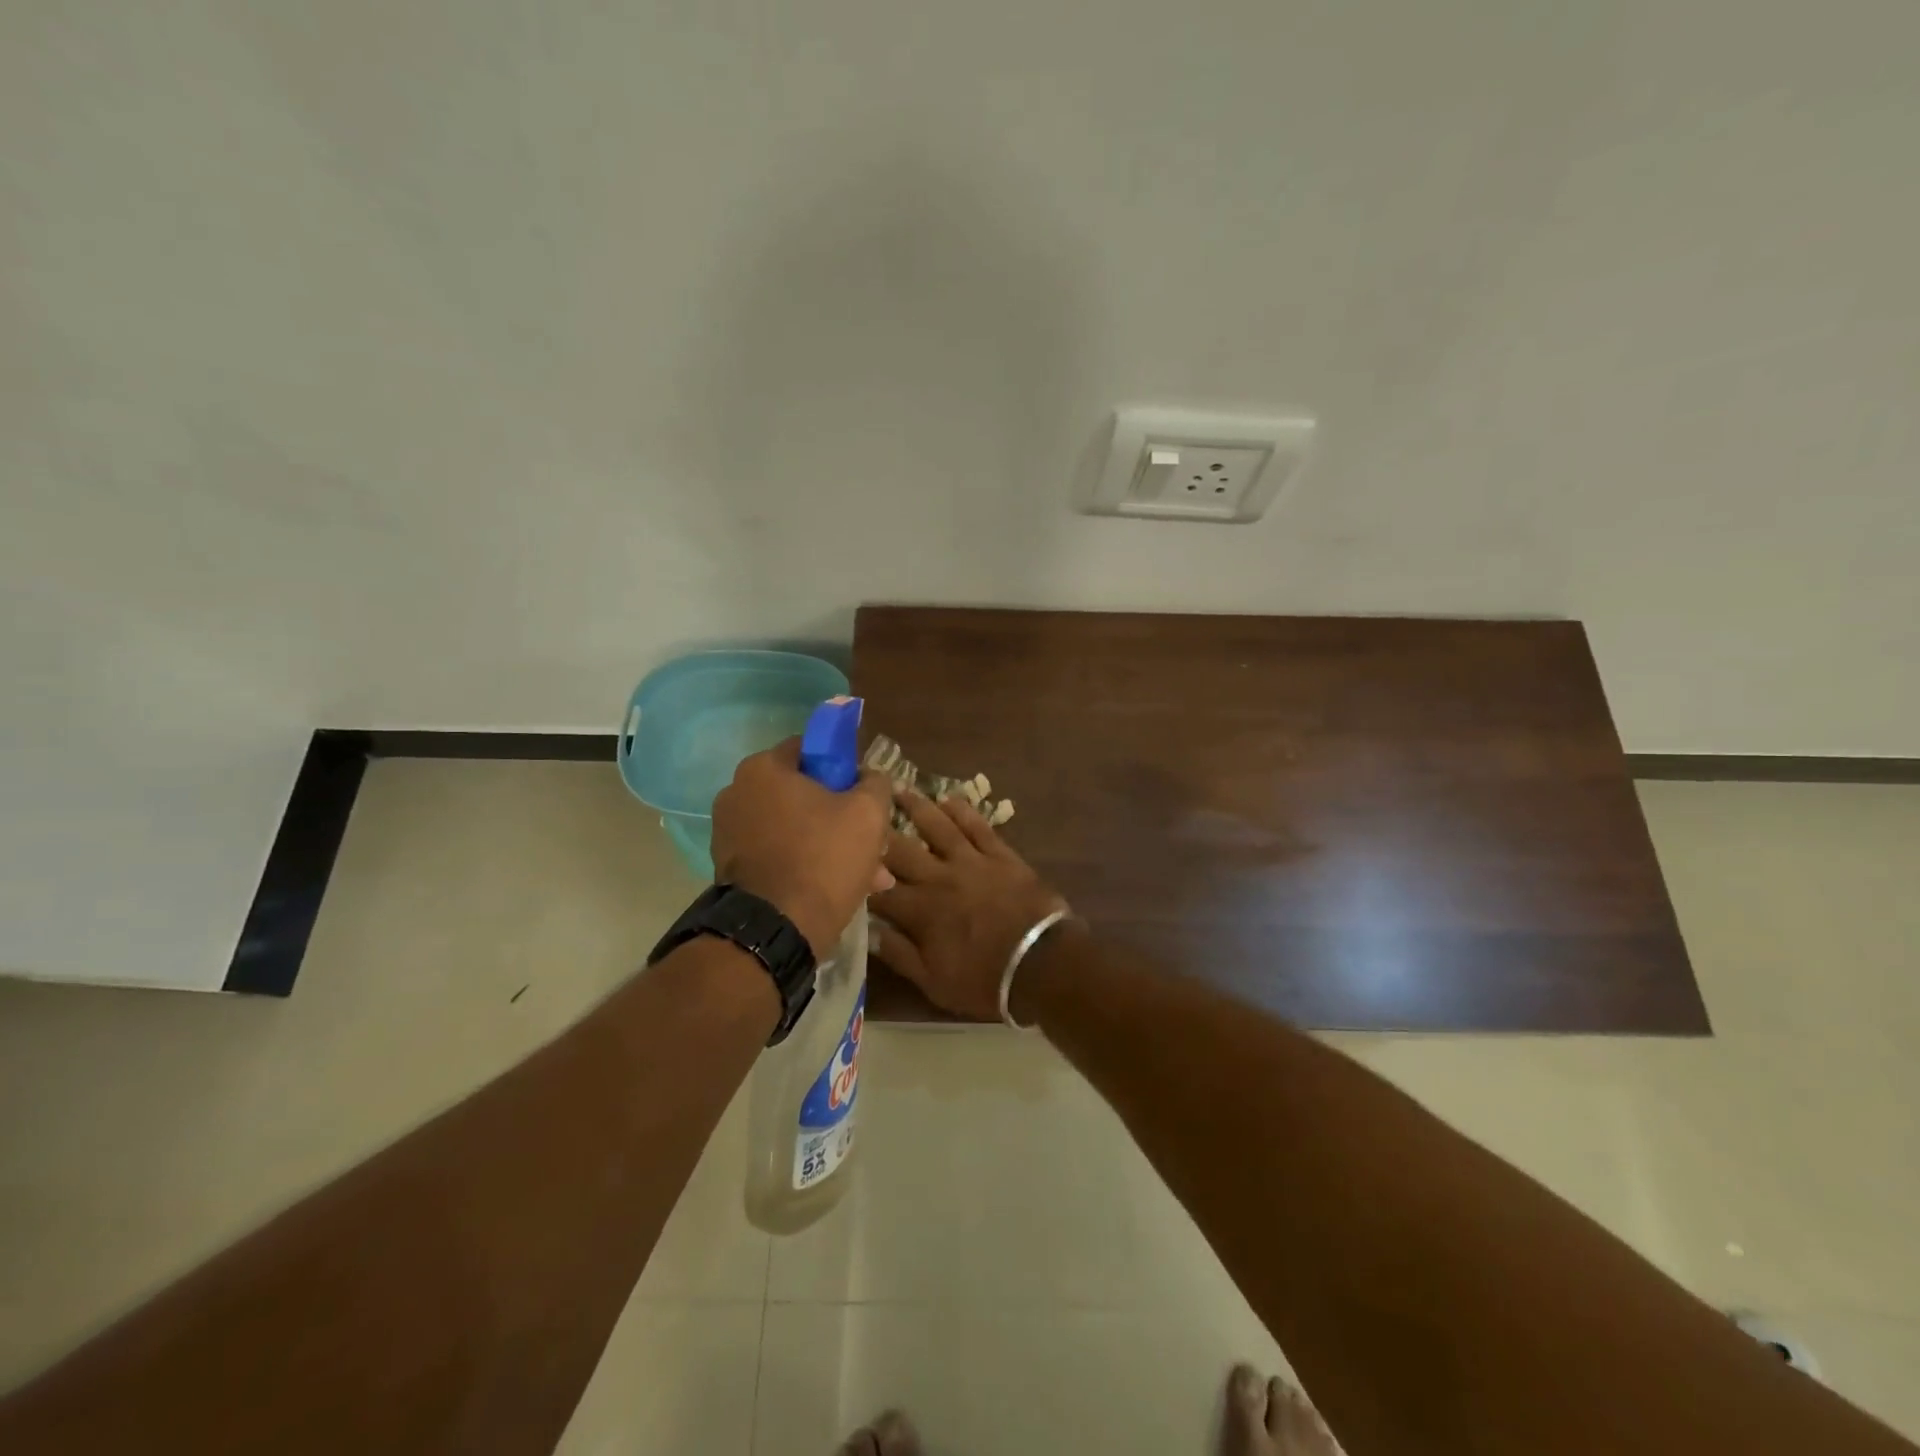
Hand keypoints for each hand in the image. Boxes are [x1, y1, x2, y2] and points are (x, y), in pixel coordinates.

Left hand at [710, 739, 894, 957]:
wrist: (776, 930)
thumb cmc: (823, 858)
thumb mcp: (868, 813)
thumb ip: (874, 783)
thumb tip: (870, 777)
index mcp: (763, 768)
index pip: (811, 749)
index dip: (844, 768)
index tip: (865, 794)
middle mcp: (736, 793)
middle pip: (803, 793)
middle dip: (841, 816)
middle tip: (871, 843)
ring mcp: (728, 832)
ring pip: (794, 828)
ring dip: (828, 845)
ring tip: (866, 875)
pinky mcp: (729, 867)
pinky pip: (778, 854)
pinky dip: (805, 864)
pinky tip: (836, 888)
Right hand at [869, 790, 1069, 1020]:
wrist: (1043, 964)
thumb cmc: (985, 981)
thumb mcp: (934, 983)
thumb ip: (899, 954)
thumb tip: (868, 931)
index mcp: (920, 911)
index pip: (879, 888)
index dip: (859, 874)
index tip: (843, 859)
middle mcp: (939, 878)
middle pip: (900, 849)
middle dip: (878, 830)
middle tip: (861, 807)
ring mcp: (971, 861)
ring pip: (937, 826)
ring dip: (916, 806)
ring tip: (898, 788)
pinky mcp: (1000, 855)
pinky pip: (978, 826)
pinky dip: (962, 810)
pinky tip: (948, 798)